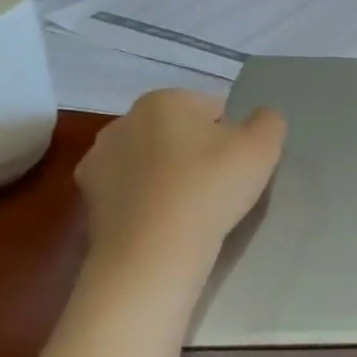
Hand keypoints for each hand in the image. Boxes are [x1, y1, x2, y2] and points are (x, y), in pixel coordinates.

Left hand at [75, 89, 284, 263]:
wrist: (152, 255)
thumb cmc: (210, 189)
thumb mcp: (263, 147)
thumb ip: (268, 121)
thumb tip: (260, 118)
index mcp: (163, 100)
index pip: (213, 109)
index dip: (233, 137)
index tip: (238, 166)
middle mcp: (123, 121)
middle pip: (179, 132)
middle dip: (197, 152)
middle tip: (219, 187)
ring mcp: (98, 160)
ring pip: (152, 161)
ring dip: (170, 175)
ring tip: (192, 209)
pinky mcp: (87, 198)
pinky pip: (132, 190)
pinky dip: (147, 200)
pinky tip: (165, 222)